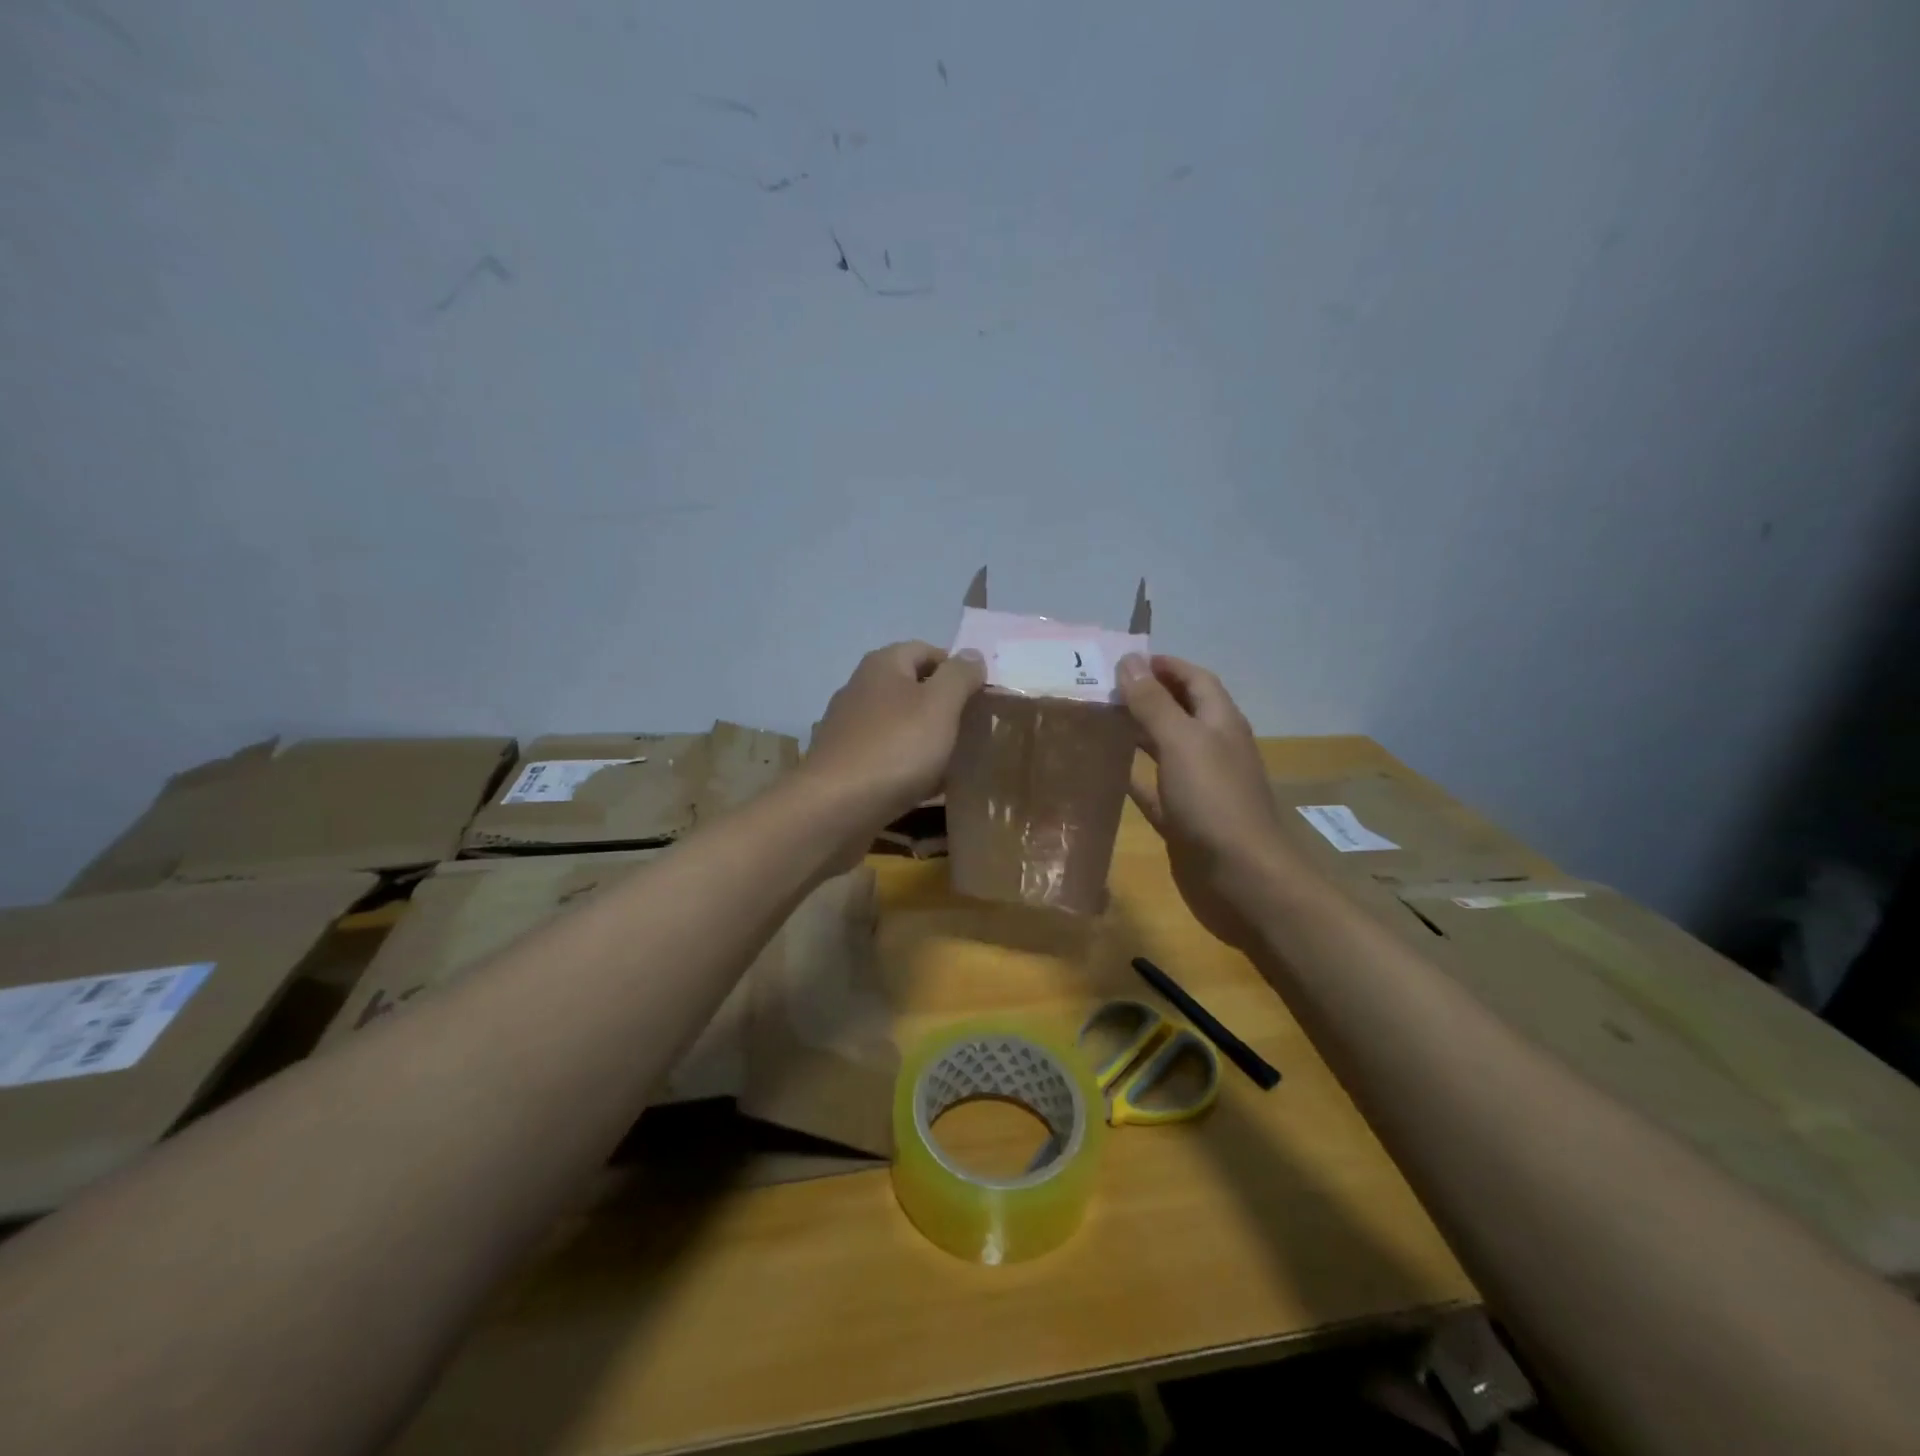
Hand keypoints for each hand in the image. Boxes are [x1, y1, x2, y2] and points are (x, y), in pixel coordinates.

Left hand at [803, 641, 985, 828]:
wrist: (835, 807)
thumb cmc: (895, 748)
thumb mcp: (939, 705)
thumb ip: (959, 676)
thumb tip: (971, 654)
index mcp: (883, 665)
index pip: (927, 651)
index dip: (957, 669)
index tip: (982, 696)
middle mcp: (860, 688)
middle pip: (912, 687)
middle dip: (943, 705)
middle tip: (972, 729)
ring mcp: (848, 727)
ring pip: (899, 724)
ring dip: (926, 738)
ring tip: (955, 760)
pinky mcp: (844, 762)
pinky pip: (886, 755)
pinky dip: (907, 765)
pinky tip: (925, 786)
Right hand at [1118, 654, 1293, 949]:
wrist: (1242, 879)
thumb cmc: (1214, 801)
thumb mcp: (1182, 742)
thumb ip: (1154, 702)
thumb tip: (1129, 660)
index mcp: (1220, 723)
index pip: (1195, 680)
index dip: (1165, 666)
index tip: (1124, 660)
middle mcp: (1212, 749)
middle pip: (1178, 711)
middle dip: (1144, 696)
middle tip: (1098, 689)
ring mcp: (1198, 786)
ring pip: (1163, 749)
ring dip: (1134, 734)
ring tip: (1094, 722)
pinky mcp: (1182, 818)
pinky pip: (1151, 789)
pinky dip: (1131, 776)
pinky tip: (1102, 771)